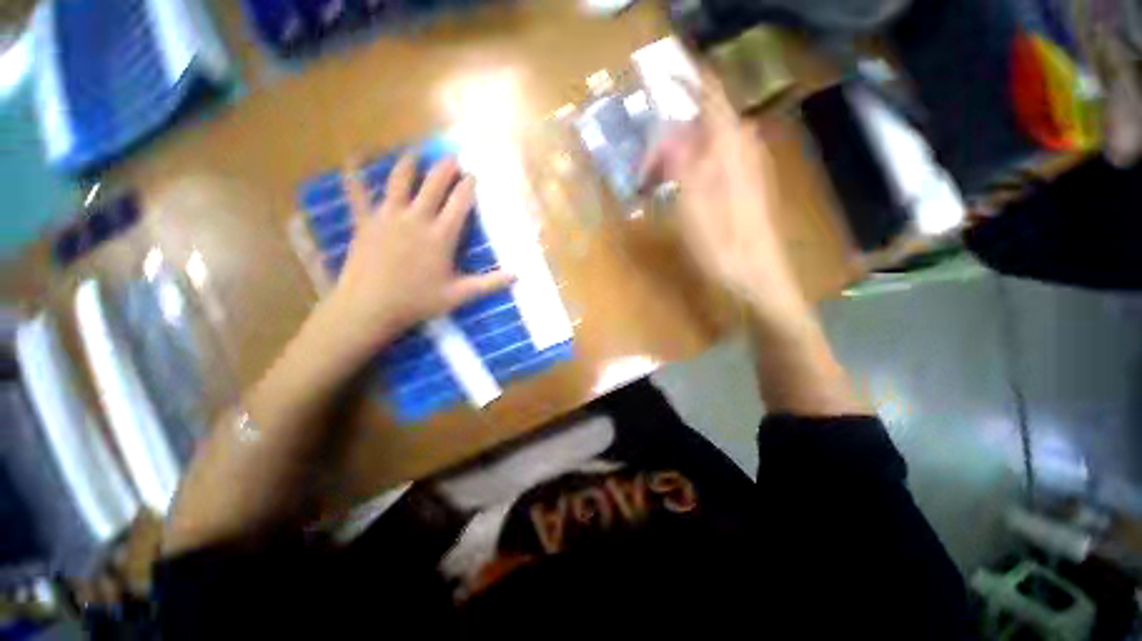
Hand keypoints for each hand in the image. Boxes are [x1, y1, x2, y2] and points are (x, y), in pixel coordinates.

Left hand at [325, 153, 513, 350]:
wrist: (370, 307)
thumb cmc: (418, 301)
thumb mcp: (459, 295)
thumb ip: (490, 283)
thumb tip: (517, 275)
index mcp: (441, 235)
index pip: (460, 202)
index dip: (468, 186)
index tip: (474, 175)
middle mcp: (417, 218)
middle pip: (434, 184)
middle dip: (445, 168)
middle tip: (452, 158)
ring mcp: (388, 216)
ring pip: (400, 181)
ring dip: (410, 164)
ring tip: (416, 154)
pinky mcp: (365, 221)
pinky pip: (357, 192)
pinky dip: (354, 174)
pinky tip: (353, 157)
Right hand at [645, 73, 807, 321]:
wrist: (757, 276)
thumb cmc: (722, 244)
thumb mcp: (692, 203)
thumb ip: (681, 161)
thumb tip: (668, 133)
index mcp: (730, 146)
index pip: (710, 95)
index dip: (686, 82)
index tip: (660, 82)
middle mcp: (742, 148)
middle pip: (704, 123)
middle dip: (671, 137)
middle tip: (645, 167)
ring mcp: (747, 168)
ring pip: (708, 145)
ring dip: (679, 156)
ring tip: (655, 182)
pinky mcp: (745, 187)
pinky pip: (715, 163)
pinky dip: (691, 169)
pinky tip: (678, 191)